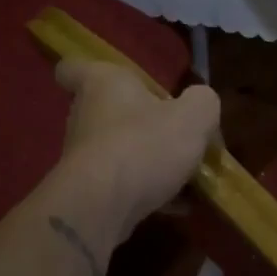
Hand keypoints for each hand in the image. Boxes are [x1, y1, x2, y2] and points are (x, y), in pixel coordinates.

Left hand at [53, 59, 220, 239]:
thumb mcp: (194, 116)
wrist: (103, 208)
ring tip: (187, 176)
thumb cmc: (145, 145)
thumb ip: (203, 102)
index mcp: (102, 84)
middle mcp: (85, 116)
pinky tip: (180, 204)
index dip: (87, 71)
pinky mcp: (89, 192)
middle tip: (176, 134)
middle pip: (108, 112)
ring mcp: (84, 157)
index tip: (113, 84)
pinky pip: (124, 185)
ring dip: (149, 161)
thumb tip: (201, 106)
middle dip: (140, 123)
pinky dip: (149, 192)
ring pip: (119, 151)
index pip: (73, 68)